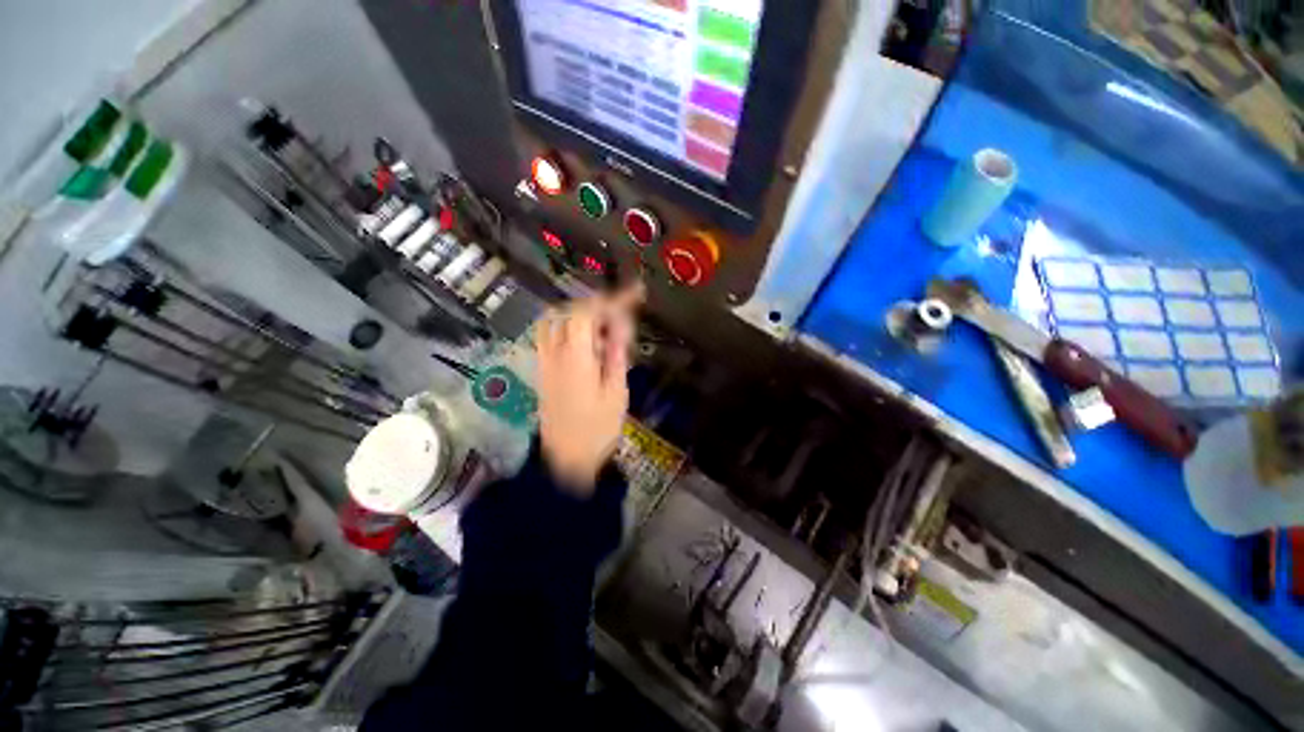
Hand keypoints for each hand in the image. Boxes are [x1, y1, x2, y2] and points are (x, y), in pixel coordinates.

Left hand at [535, 285, 643, 493]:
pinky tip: (587, 341)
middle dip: (598, 304)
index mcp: (576, 357)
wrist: (566, 460)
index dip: (613, 299)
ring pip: (555, 321)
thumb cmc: (597, 429)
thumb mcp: (615, 392)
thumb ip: (616, 354)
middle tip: (621, 313)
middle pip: (570, 311)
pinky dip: (568, 327)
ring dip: (579, 313)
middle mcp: (555, 353)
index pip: (589, 312)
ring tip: (603, 324)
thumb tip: (621, 324)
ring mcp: (545, 361)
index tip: (635, 294)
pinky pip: (549, 335)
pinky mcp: (543, 371)